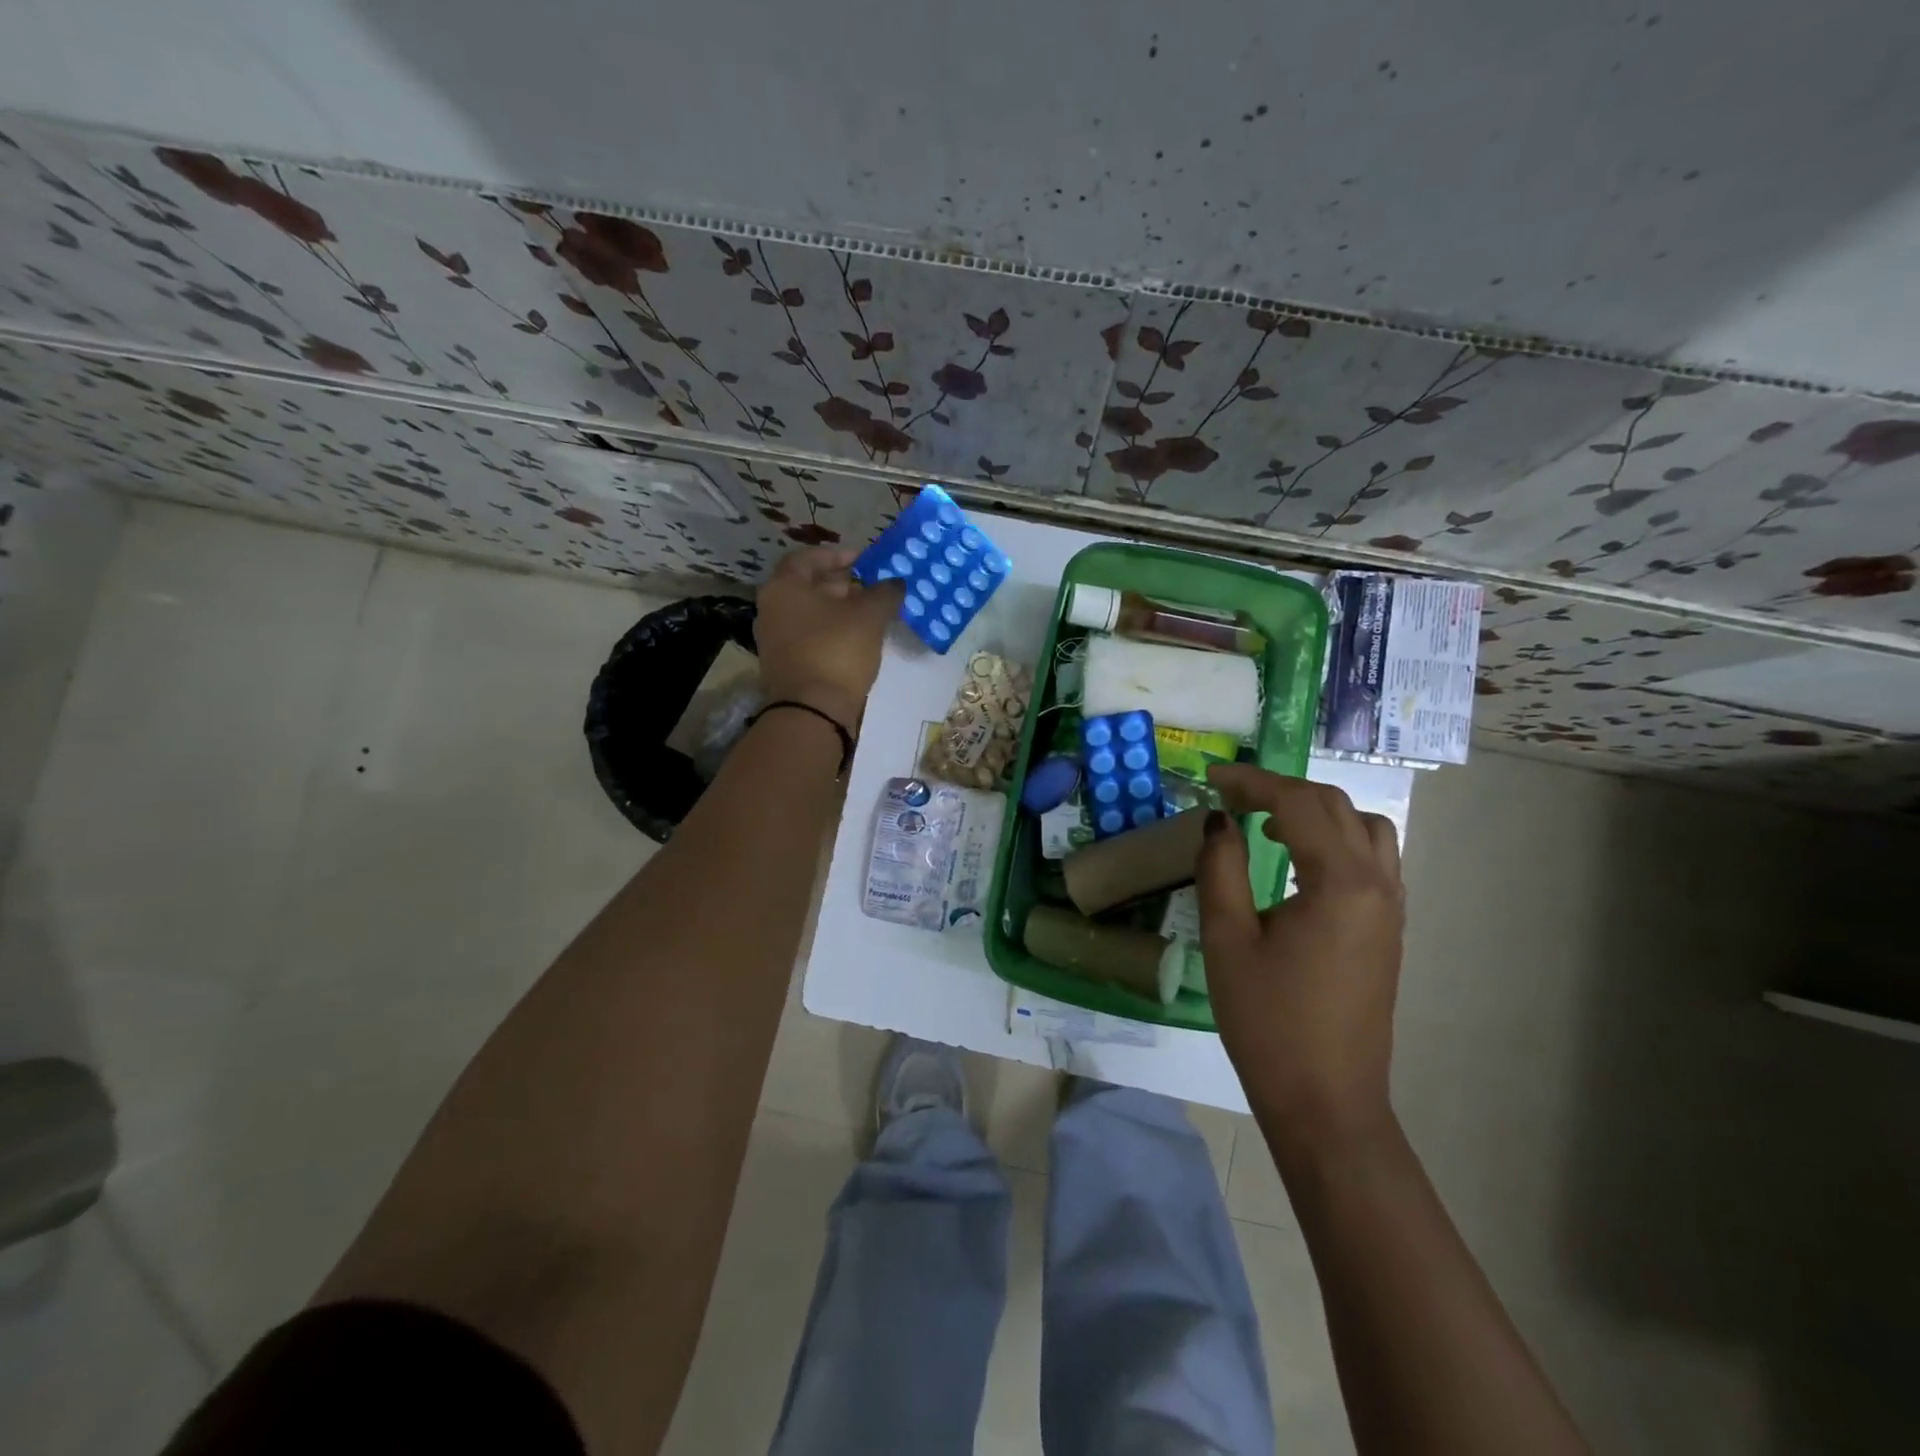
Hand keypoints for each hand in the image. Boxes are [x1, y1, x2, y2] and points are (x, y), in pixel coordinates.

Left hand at [754, 547, 904, 733]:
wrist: (813, 711)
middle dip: (842, 584)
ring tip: (870, 613)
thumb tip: (896, 582)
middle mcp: (771, 609)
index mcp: (783, 587)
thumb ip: (885, 593)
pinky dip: (832, 631)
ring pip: (810, 613)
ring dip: (839, 609)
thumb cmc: (837, 651)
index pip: (808, 557)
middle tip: (871, 588)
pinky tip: (857, 639)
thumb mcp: (870, 616)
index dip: (838, 554)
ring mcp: (774, 639)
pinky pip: (810, 636)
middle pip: (808, 586)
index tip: (864, 560)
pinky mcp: (785, 664)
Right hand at [1195, 763, 1405, 1147]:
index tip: (1212, 777)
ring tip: (1269, 822)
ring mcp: (1390, 908)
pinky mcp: (1388, 930)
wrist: (1326, 1100)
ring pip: (1364, 828)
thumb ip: (1221, 868)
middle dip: (1281, 789)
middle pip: (1334, 807)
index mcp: (1340, 882)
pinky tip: (1299, 862)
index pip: (1297, 803)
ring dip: (1316, 812)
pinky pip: (1371, 860)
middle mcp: (1377, 884)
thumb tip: (1219, 821)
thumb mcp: (1227, 939)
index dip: (1252, 782)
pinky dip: (1335, 840)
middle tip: (1232, 795)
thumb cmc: (1268, 1021)